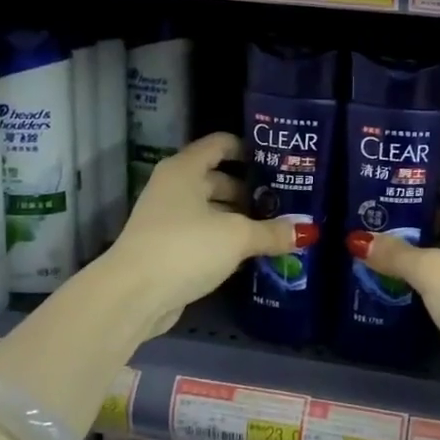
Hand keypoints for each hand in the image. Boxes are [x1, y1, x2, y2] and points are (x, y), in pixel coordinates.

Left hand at [104, 132, 305, 335]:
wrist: (133, 295)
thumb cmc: (185, 247)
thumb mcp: (236, 237)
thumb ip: (272, 231)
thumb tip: (307, 231)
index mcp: (185, 169)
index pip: (220, 144)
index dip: (249, 149)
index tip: (278, 162)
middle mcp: (174, 187)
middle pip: (218, 178)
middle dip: (251, 191)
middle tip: (285, 202)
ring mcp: (168, 218)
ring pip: (212, 210)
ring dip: (240, 219)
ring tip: (275, 229)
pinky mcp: (168, 248)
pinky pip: (204, 235)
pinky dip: (225, 240)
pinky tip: (252, 253)